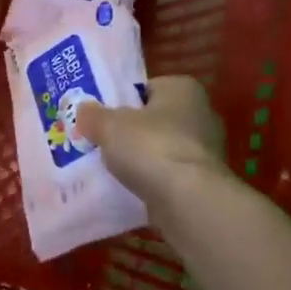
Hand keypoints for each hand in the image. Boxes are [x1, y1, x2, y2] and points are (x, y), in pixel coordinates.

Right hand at [75, 76, 227, 204]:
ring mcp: (206, 151)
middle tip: (101, 142)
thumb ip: (93, 115)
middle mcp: (202, 114)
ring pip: (162, 149)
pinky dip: (153, 181)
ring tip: (111, 169)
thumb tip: (83, 111)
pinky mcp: (204, 182)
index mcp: (183, 89)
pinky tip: (130, 189)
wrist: (188, 200)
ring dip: (141, 159)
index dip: (122, 101)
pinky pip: (169, 175)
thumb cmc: (151, 147)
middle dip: (131, 132)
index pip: (147, 88)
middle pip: (155, 120)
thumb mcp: (108, 124)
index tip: (101, 116)